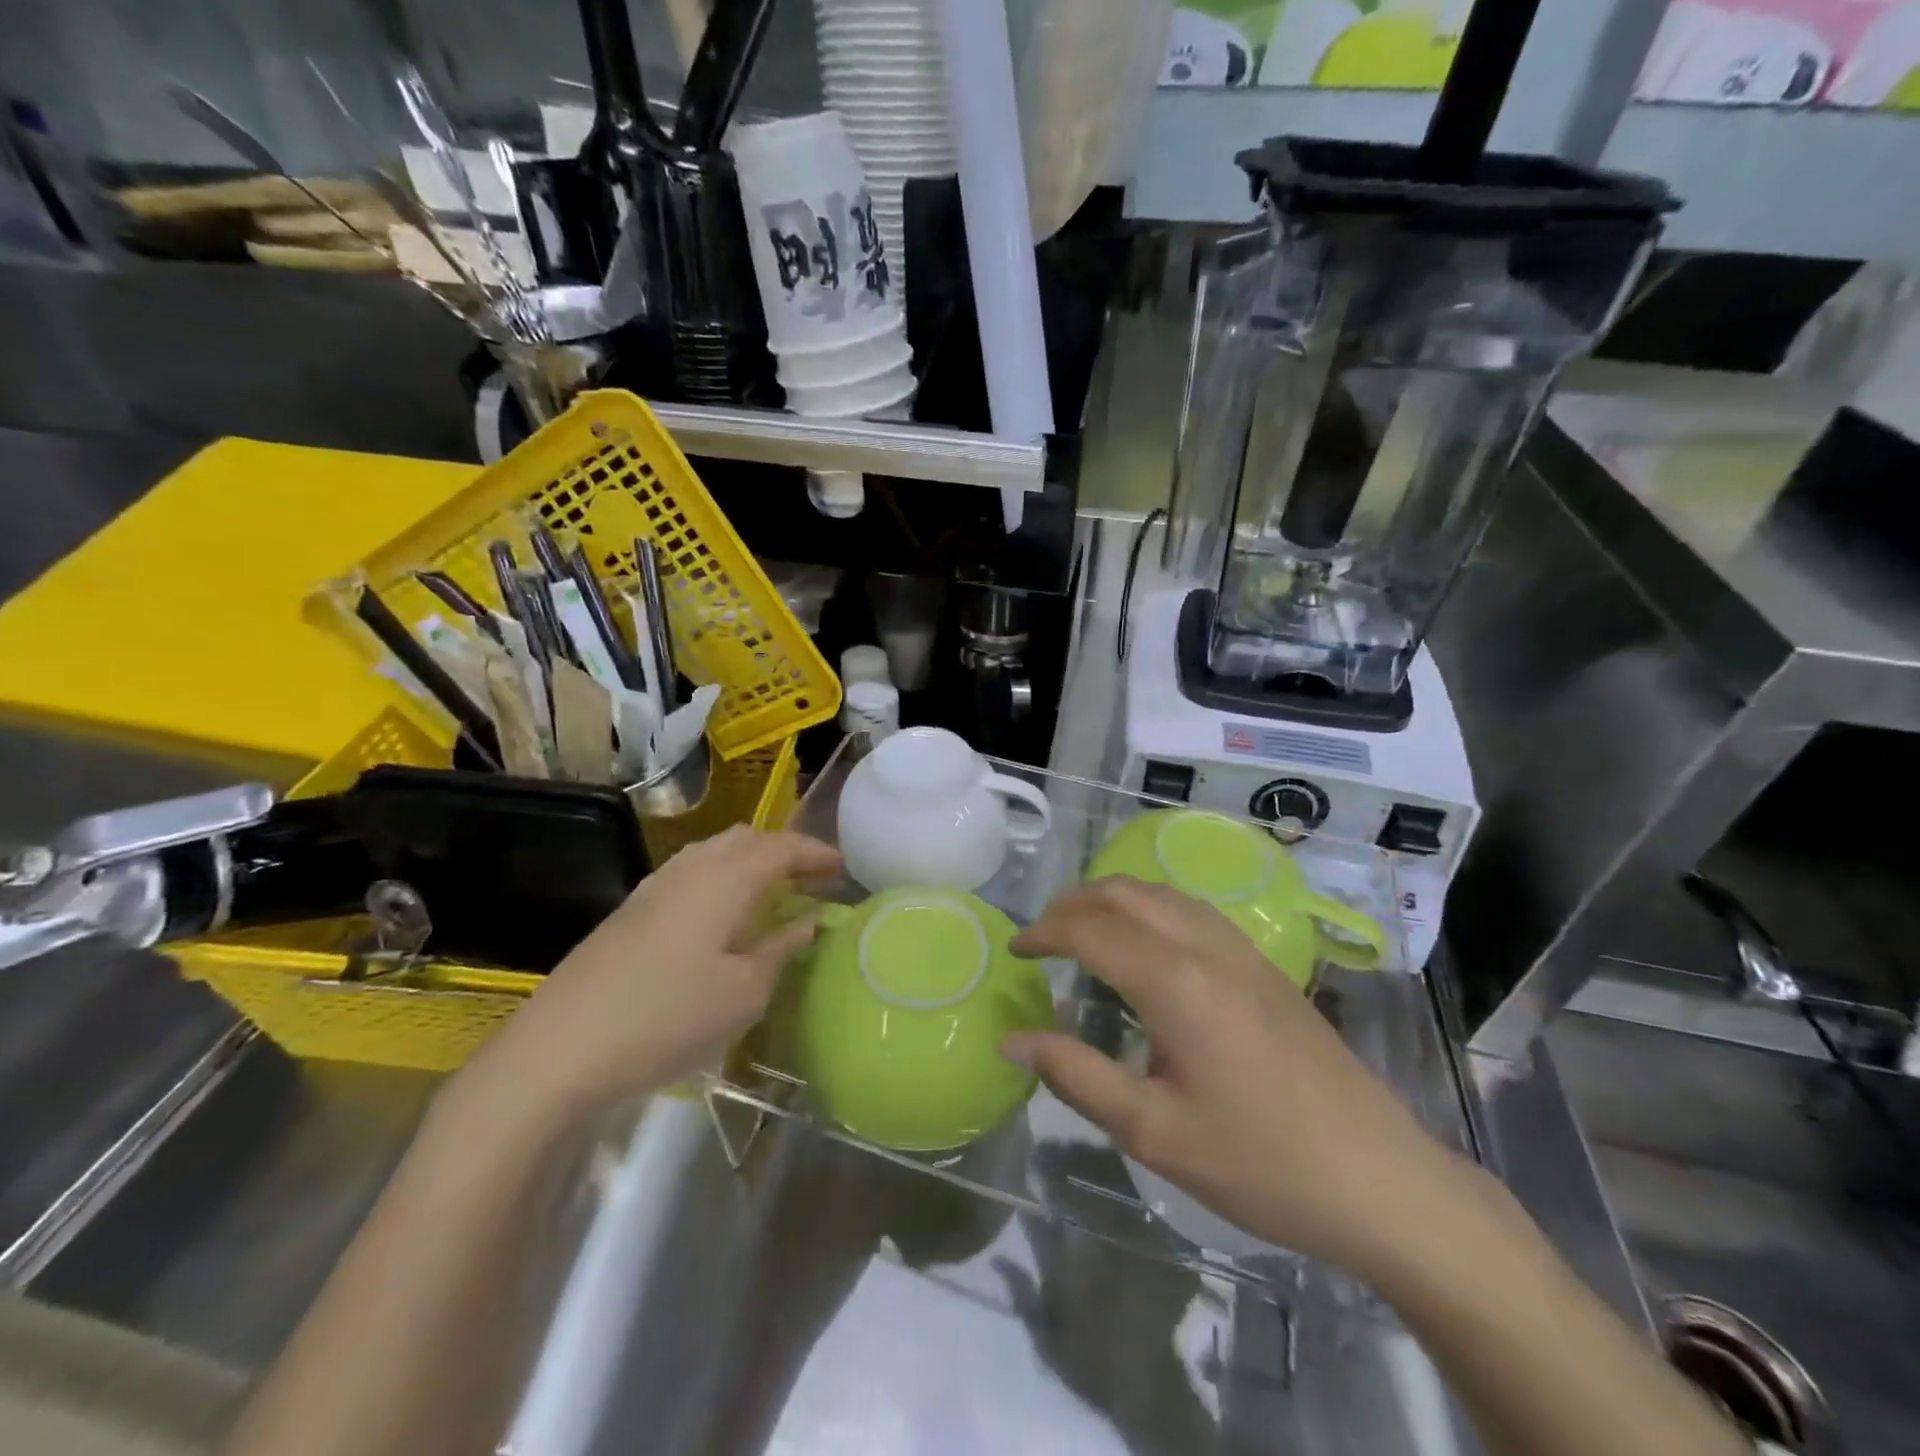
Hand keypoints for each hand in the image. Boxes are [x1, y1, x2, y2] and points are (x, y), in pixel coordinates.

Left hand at [462, 827, 840, 1116]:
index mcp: (725, 880)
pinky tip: (720, 916)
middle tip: (809, 880)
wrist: (559, 1050)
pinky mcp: (629, 911)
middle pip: (745, 839)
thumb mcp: (743, 994)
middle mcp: (690, 869)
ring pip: (713, 853)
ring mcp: (654, 887)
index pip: (781, 847)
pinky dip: (719, 879)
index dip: (816, 853)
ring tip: (770, 894)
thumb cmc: (667, 1017)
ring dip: (749, 863)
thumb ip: (780, 950)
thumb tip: (807, 922)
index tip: (842, 869)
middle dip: (783, 851)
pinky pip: (689, 874)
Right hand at [1005, 877, 1464, 1274]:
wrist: (1381, 1180)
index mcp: (1175, 983)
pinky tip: (1147, 945)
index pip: (1091, 930)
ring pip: (1161, 893)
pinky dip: (1150, 908)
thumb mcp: (1154, 1133)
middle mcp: (1206, 948)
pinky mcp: (1265, 965)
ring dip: (1112, 899)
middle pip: (1124, 893)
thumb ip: (1076, 1076)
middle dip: (1072, 904)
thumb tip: (1014, 1039)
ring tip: (1082, 932)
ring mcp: (1242, 951)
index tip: (1014, 952)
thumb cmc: (1260, 1163)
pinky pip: (1191, 910)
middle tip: (1041, 937)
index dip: (1044, 933)